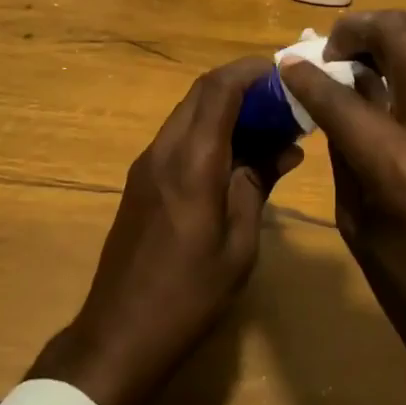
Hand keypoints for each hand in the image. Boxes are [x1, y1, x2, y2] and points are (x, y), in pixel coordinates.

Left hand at [29, 55, 299, 404]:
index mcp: (191, 162)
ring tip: (267, 123)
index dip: (251, 71)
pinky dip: (209, 129)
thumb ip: (258, 184)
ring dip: (225, 106)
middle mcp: (164, 149)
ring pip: (189, 111)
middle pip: (201, 92)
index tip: (284, 71)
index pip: (219, 89)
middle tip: (282, 97)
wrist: (119, 334)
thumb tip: (286, 146)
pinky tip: (236, 153)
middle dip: (242, 83)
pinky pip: (179, 135)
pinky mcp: (141, 179)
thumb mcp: (238, 244)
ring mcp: (147, 162)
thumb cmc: (189, 295)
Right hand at [281, 11, 405, 404]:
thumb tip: (334, 92)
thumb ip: (344, 147)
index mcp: (403, 168)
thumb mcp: (358, 225)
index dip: (306, 73)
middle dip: (358, 30)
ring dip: (396, 31)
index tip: (289, 61)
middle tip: (337, 50)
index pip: (341, 96)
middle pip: (401, 34)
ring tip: (372, 55)